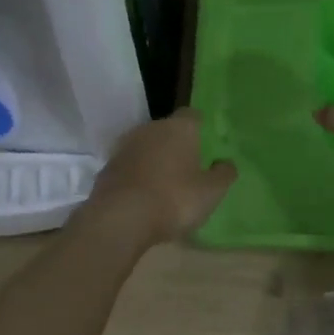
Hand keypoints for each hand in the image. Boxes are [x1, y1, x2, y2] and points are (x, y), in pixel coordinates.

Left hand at [85, 108, 236, 247]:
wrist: (120, 219)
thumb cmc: (174, 200)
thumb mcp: (211, 192)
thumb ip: (224, 174)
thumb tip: (226, 163)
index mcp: (179, 128)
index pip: (193, 116)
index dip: (201, 130)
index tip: (207, 149)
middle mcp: (150, 129)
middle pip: (168, 131)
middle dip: (178, 146)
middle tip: (190, 169)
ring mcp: (125, 147)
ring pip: (147, 148)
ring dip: (156, 161)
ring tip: (167, 186)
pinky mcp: (107, 167)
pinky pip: (131, 166)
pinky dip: (138, 176)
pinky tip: (145, 197)